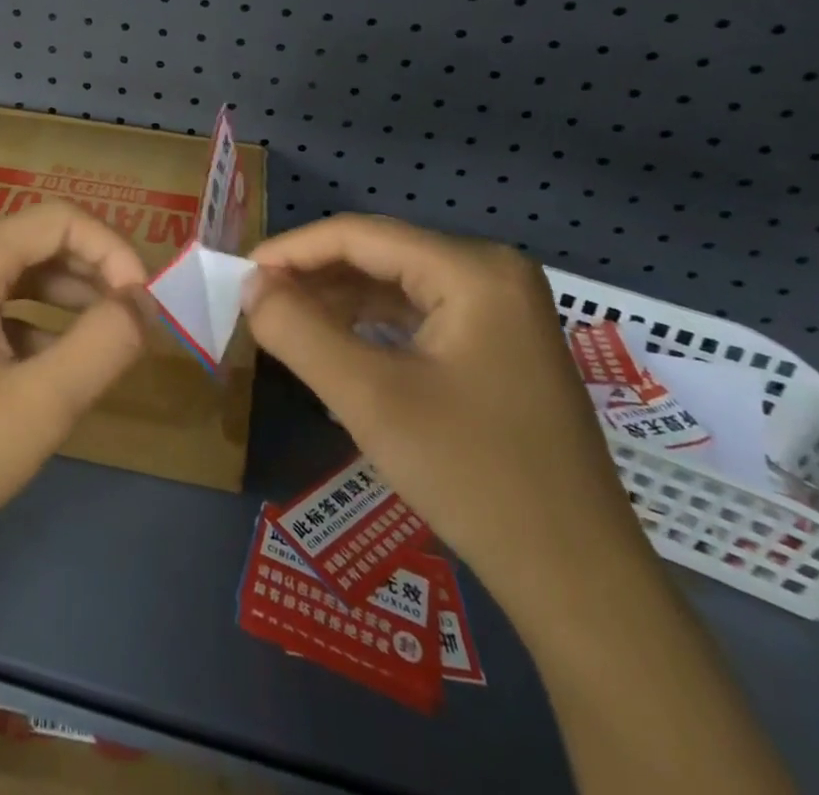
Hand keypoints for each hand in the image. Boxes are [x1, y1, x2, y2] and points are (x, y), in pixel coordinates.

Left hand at [0, 203, 150, 613]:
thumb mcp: (44, 405)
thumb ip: (107, 342)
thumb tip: (142, 304)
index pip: (59, 220)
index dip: (113, 250)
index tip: (144, 303)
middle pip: (29, 238)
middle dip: (88, 271)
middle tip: (129, 321)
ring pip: (4, 267)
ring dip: (57, 293)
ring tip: (98, 339)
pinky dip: (19, 314)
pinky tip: (42, 362)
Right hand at [244, 214, 646, 611]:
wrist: (578, 582)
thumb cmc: (473, 476)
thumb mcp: (369, 398)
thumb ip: (297, 331)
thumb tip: (250, 285)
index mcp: (473, 269)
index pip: (360, 235)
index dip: (292, 249)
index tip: (241, 276)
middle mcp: (492, 272)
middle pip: (379, 254)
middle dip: (313, 276)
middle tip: (257, 304)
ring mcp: (502, 309)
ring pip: (396, 284)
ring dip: (337, 300)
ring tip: (284, 324)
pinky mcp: (500, 344)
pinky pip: (418, 314)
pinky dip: (370, 325)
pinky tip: (335, 346)